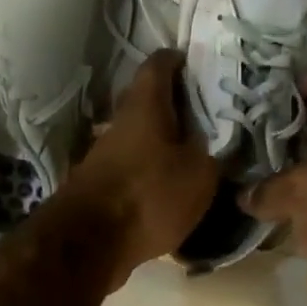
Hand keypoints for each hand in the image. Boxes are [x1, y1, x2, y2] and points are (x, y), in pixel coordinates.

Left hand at [63, 50, 219, 285]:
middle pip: (148, 104)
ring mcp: (103, 157)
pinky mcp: (99, 188)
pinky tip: (170, 191)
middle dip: (176, 108)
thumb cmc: (149, 196)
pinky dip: (150, 175)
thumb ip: (213, 153)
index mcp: (144, 106)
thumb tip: (216, 144)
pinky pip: (132, 171)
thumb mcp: (200, 174)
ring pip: (139, 139)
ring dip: (163, 145)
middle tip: (209, 118)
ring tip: (195, 158)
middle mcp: (119, 123)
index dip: (180, 61)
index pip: (159, 64)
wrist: (90, 244)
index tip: (203, 67)